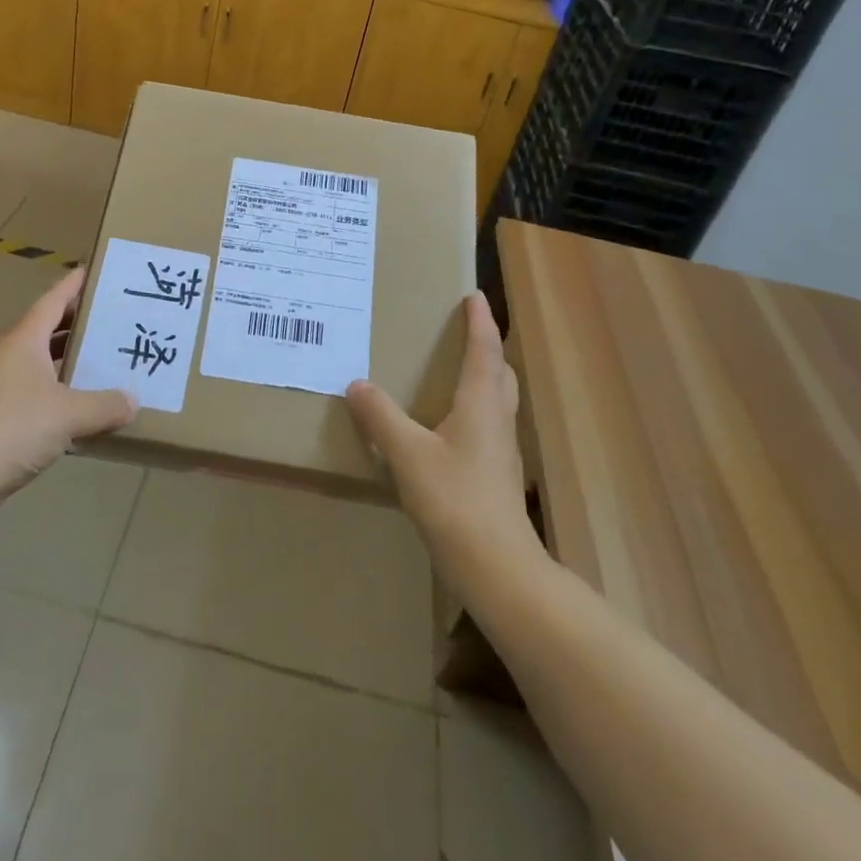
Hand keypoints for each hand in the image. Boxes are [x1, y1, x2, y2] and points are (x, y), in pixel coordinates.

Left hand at [0, 268, 135, 531]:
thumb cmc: (9, 428)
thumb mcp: (67, 414)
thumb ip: (105, 405)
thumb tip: (133, 401)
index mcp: (24, 339)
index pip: (55, 299)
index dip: (77, 284)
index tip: (101, 272)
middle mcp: (12, 355)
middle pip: (52, 329)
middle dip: (84, 324)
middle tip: (122, 319)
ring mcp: (3, 387)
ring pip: (47, 364)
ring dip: (76, 362)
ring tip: (114, 362)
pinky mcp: (1, 418)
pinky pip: (42, 395)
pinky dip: (65, 395)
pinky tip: (91, 409)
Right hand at [346, 293, 542, 578]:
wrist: (496, 565)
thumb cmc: (454, 499)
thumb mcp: (407, 454)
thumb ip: (381, 417)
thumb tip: (358, 384)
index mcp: (481, 404)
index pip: (484, 350)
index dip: (480, 321)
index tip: (475, 295)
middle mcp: (498, 420)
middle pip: (500, 373)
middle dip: (487, 348)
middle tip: (467, 333)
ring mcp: (503, 450)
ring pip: (499, 401)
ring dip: (486, 379)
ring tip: (458, 374)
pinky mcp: (498, 476)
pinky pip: (490, 427)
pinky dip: (476, 411)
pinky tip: (451, 429)